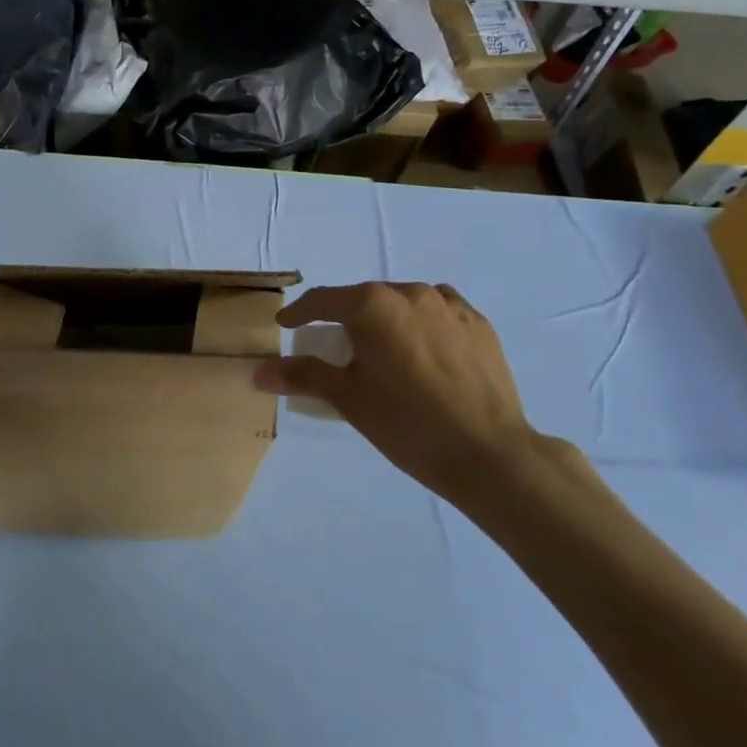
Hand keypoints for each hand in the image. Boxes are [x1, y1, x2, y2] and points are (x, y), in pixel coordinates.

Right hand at [255, 283, 581, 510]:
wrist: (489, 453)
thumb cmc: (407, 423)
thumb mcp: (347, 398)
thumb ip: (302, 376)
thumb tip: (258, 372)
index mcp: (373, 305)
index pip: (323, 300)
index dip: (300, 313)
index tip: (286, 325)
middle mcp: (410, 293)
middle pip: (364, 299)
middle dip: (344, 318)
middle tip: (334, 347)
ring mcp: (449, 306)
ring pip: (403, 302)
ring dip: (385, 319)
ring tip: (382, 350)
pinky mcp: (479, 324)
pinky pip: (438, 312)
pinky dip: (421, 323)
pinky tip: (421, 349)